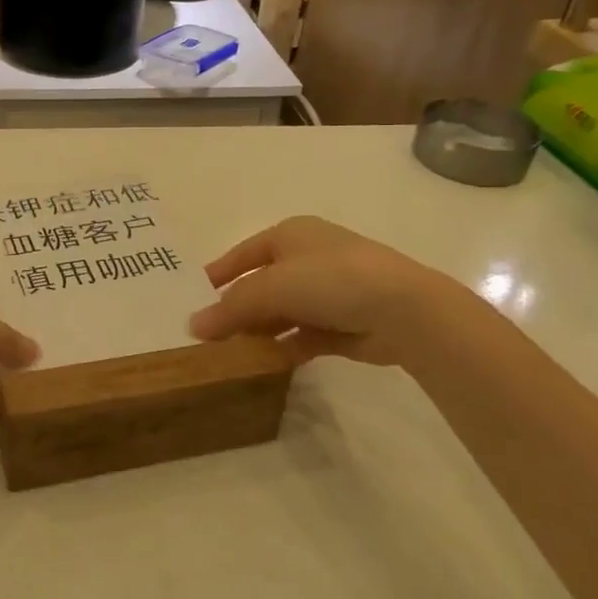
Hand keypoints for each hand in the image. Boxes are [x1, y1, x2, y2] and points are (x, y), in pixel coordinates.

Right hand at [188, 216, 463, 367]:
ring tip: (228, 353)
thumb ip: (231, 308)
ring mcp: (329, 292)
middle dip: (236, 308)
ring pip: (281, 313)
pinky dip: (283, 347)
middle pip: (261, 285)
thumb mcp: (271, 287)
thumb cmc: (332, 280)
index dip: (218, 273)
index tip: (192, 296)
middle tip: (206, 334)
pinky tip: (263, 363)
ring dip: (259, 331)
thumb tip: (193, 326)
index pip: (243, 253)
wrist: (405, 310)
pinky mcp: (343, 325)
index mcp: (291, 235)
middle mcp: (309, 258)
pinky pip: (303, 336)